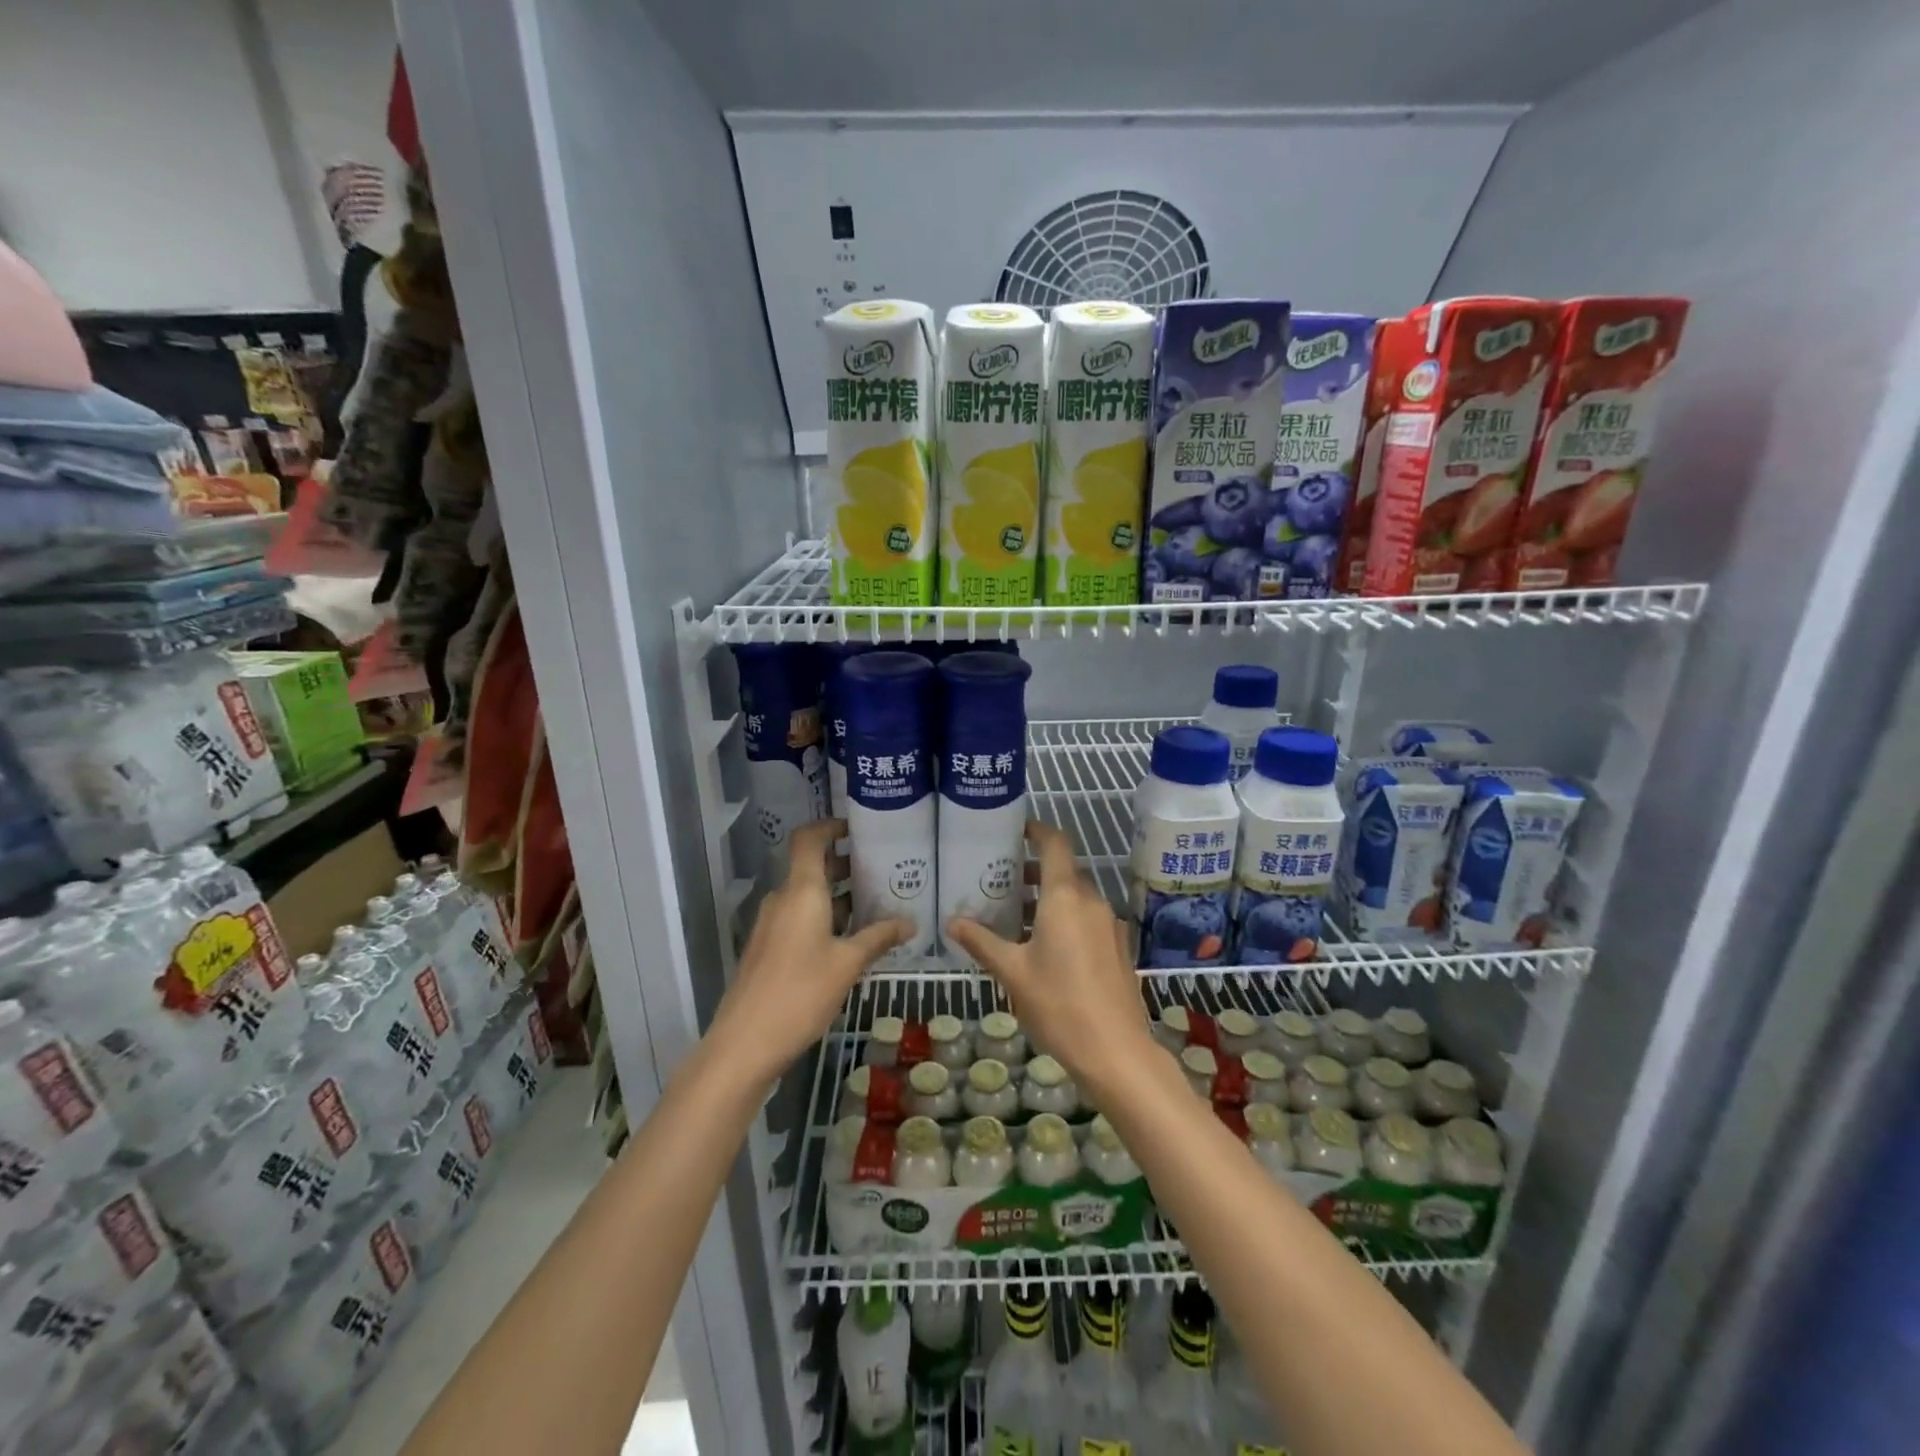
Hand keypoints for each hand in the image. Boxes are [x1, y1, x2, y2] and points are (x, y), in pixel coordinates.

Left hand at [710, 819, 909, 1079]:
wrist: (745, 1042)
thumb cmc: (800, 992)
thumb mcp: (848, 964)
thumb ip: (879, 937)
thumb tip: (912, 922)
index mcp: (801, 891)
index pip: (809, 839)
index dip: (830, 826)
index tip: (857, 829)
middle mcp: (782, 899)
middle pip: (811, 866)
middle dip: (844, 864)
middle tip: (881, 870)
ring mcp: (770, 924)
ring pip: (806, 895)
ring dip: (837, 895)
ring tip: (874, 904)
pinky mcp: (767, 948)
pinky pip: (798, 917)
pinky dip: (823, 917)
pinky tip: (849, 939)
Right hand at [946, 822, 1157, 1103]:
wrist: (1116, 1052)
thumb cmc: (1058, 1004)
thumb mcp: (1012, 972)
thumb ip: (982, 942)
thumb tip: (952, 922)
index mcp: (1065, 897)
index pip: (1055, 844)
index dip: (1036, 831)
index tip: (1015, 831)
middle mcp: (1091, 901)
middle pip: (1063, 871)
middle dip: (1033, 871)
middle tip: (1000, 881)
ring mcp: (1109, 924)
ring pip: (1076, 896)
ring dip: (1048, 898)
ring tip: (1015, 916)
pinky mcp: (1117, 947)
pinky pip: (1087, 918)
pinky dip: (1065, 918)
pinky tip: (1044, 947)